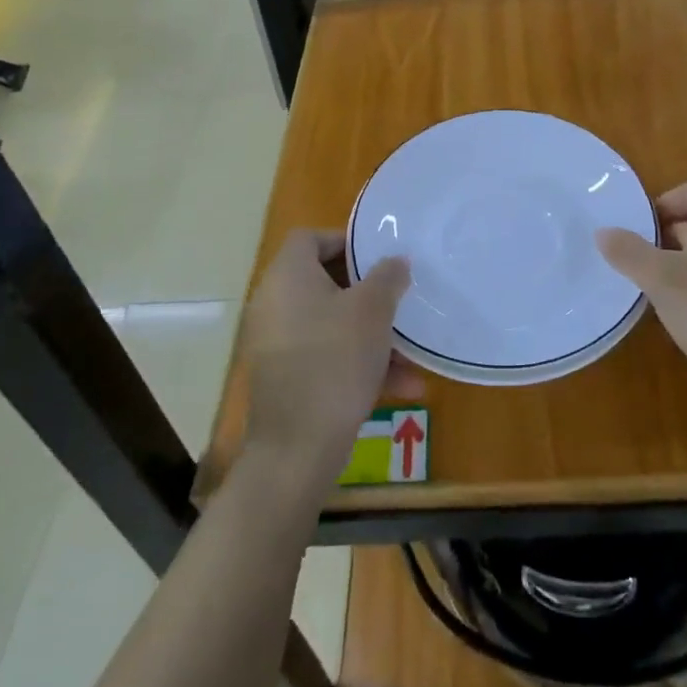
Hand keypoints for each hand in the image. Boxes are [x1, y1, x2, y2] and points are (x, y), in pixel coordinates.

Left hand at [243, 229, 420, 485]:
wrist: (298, 448)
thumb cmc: (335, 361)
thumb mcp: (372, 311)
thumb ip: (387, 277)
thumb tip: (395, 261)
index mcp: (287, 277)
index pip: (310, 238)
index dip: (345, 240)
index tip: (378, 257)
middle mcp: (274, 304)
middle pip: (323, 281)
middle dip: (368, 293)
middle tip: (398, 300)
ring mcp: (277, 343)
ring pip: (331, 324)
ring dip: (371, 334)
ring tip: (412, 354)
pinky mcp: (284, 378)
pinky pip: (325, 355)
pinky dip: (358, 362)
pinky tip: (403, 386)